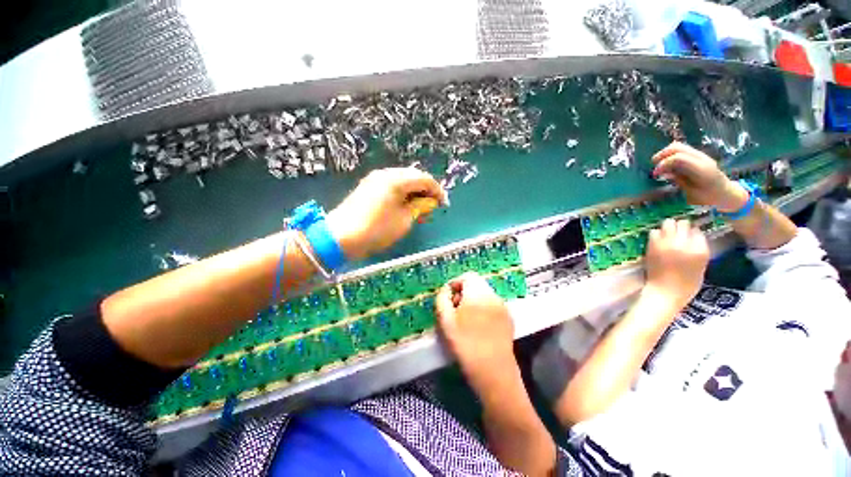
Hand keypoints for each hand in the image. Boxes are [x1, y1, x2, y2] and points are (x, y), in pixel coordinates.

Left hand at [326, 167, 447, 259]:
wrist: (341, 237)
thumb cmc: (377, 230)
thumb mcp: (404, 220)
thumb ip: (420, 207)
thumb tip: (430, 201)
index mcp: (396, 180)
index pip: (424, 179)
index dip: (437, 191)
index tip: (444, 204)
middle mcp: (385, 174)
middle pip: (413, 177)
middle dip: (425, 191)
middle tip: (431, 208)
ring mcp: (375, 179)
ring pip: (402, 181)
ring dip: (414, 193)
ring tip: (419, 210)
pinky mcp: (368, 187)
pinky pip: (391, 186)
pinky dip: (402, 195)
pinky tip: (405, 207)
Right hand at [435, 273, 515, 389]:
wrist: (494, 372)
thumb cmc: (466, 345)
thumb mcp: (446, 321)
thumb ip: (442, 299)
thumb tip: (446, 290)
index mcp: (478, 294)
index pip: (468, 276)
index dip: (456, 283)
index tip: (449, 298)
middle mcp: (493, 296)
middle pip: (477, 284)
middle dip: (464, 292)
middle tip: (455, 309)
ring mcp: (503, 307)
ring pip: (485, 294)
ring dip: (474, 300)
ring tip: (467, 319)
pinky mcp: (508, 318)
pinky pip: (493, 305)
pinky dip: (484, 308)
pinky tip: (479, 326)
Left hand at [644, 219, 709, 311]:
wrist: (664, 292)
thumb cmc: (686, 285)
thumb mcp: (701, 267)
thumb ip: (698, 250)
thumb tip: (693, 237)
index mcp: (700, 250)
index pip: (698, 231)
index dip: (693, 233)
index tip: (689, 236)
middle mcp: (684, 243)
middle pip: (683, 223)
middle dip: (681, 227)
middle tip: (678, 233)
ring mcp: (667, 243)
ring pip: (668, 223)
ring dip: (668, 227)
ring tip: (667, 235)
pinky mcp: (653, 245)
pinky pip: (654, 231)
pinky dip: (656, 234)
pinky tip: (658, 241)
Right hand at [652, 142, 748, 212]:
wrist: (725, 193)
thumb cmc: (707, 197)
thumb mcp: (691, 193)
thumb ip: (679, 180)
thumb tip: (663, 173)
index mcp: (701, 169)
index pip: (678, 158)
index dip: (663, 164)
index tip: (655, 174)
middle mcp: (701, 158)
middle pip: (677, 148)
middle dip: (662, 155)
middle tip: (653, 166)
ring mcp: (700, 155)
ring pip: (678, 147)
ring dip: (665, 154)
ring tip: (659, 165)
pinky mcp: (697, 156)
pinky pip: (681, 150)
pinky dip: (670, 155)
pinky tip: (667, 165)